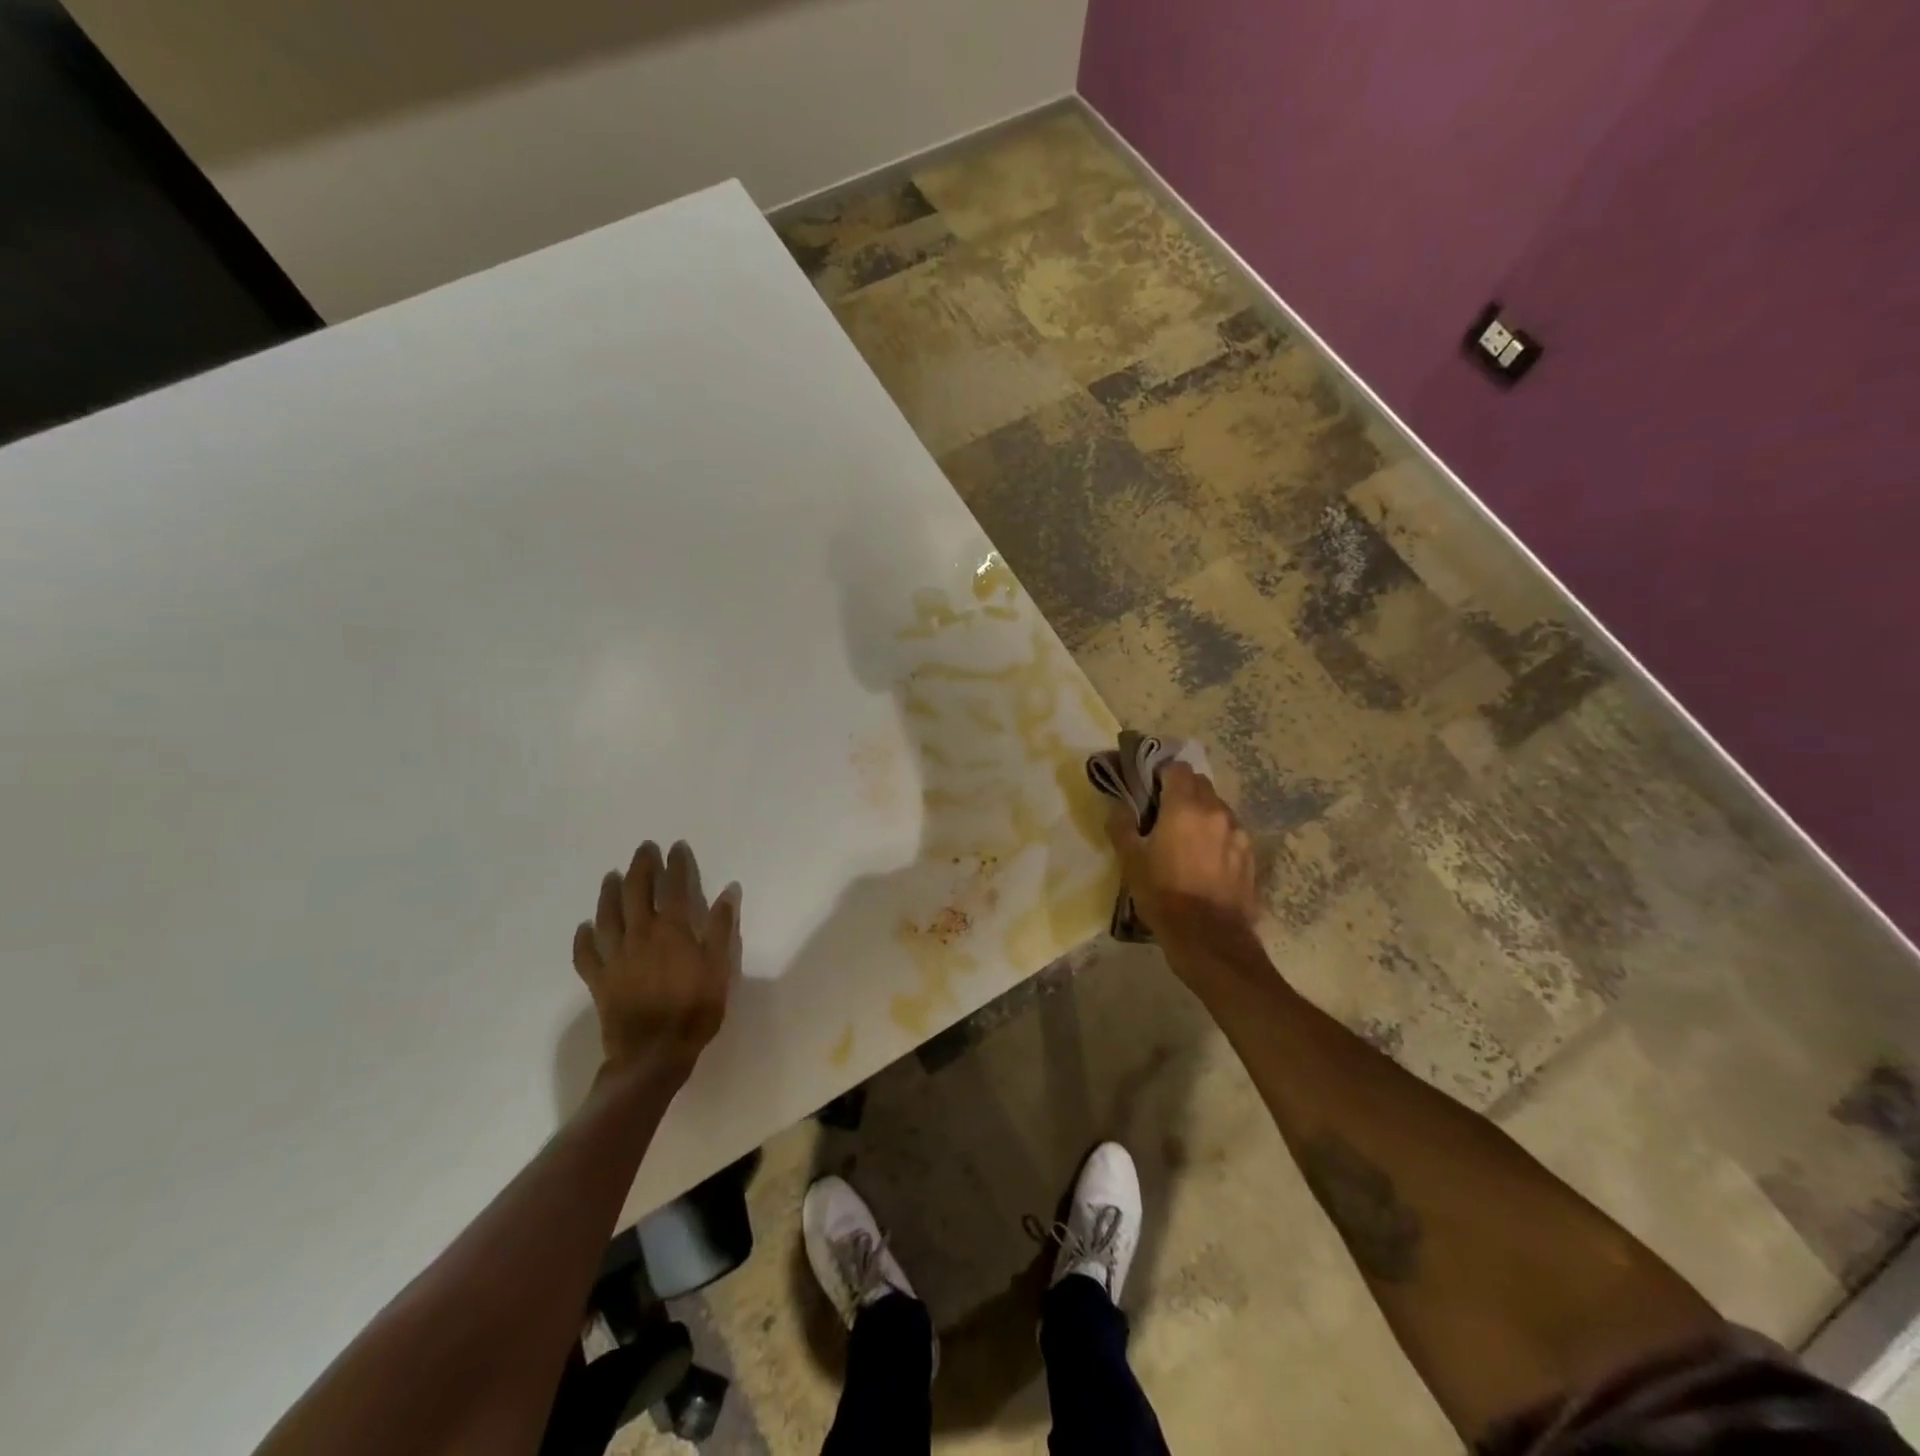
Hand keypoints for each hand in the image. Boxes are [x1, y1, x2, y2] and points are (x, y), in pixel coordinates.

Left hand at [572, 840, 740, 1082]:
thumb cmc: (694, 1010)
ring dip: (609, 892)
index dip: (676, 865)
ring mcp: (615, 957)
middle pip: (636, 892)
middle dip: (641, 868)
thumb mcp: (720, 968)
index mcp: (672, 930)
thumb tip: (729, 891)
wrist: (653, 1055)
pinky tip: (585, 927)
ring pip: (607, 915)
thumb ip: (722, 928)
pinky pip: (587, 954)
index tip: (677, 847)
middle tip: (644, 850)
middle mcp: (640, 935)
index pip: (674, 887)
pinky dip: (584, 938)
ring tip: (612, 876)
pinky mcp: (599, 979)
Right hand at [1105, 763, 1259, 949]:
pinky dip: (1218, 836)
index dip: (1162, 775)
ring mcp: (1238, 833)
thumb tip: (1119, 806)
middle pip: (1201, 785)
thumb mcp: (1131, 861)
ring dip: (1202, 814)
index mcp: (1185, 807)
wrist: (1209, 938)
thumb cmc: (1163, 895)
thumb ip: (1122, 826)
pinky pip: (1231, 833)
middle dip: (1183, 792)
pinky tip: (1206, 861)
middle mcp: (1216, 812)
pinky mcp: (1250, 856)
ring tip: (1187, 841)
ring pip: (1218, 809)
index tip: (1150, 791)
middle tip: (1164, 815)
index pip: (1177, 768)